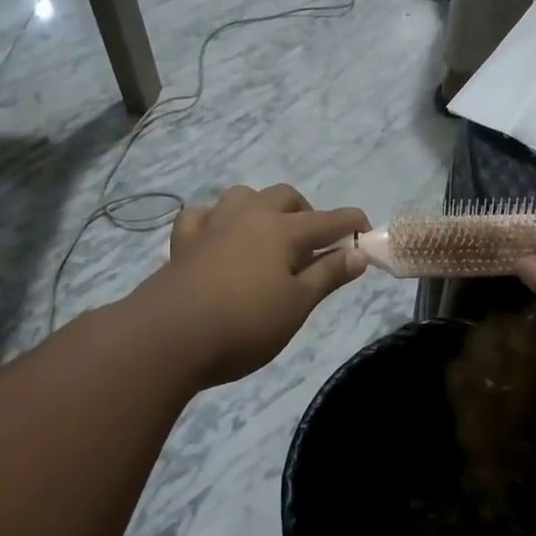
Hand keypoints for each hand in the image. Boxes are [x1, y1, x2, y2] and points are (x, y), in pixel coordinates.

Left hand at [147, 185, 368, 387]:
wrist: (167, 338)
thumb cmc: (244, 325)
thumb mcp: (297, 305)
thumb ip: (328, 275)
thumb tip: (358, 253)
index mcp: (282, 230)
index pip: (328, 220)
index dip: (351, 224)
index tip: (367, 231)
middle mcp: (249, 216)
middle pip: (285, 197)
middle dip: (306, 213)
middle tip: (313, 245)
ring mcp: (212, 226)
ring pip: (243, 197)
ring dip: (262, 208)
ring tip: (268, 238)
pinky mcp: (183, 243)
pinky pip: (202, 216)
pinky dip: (216, 221)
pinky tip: (218, 238)